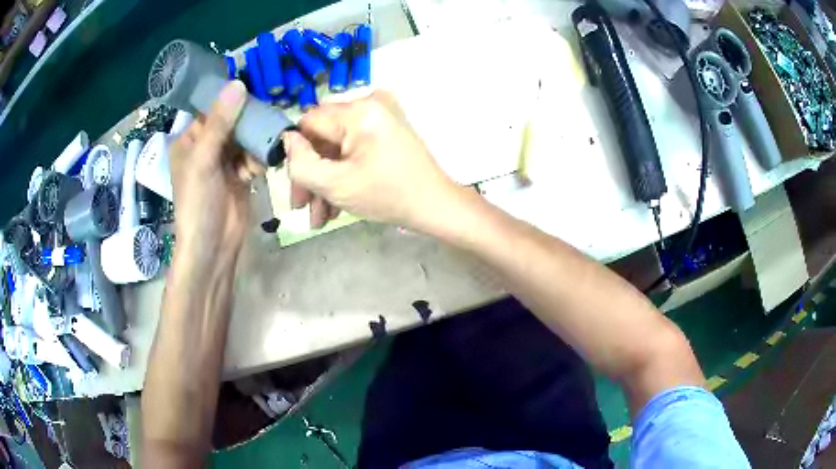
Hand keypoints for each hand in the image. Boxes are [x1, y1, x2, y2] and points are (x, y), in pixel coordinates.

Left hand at [169, 80, 261, 272]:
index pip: (212, 110)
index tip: (254, 94)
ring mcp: (223, 162)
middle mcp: (206, 148)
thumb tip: (238, 83)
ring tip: (260, 152)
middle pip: (232, 122)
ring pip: (245, 138)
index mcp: (189, 141)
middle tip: (265, 122)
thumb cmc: (198, 203)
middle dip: (248, 123)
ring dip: (255, 143)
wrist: (213, 246)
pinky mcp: (240, 176)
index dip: (232, 101)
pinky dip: (258, 160)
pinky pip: (253, 156)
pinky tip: (258, 170)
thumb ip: (220, 123)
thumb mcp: (204, 160)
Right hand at [286, 91, 461, 231]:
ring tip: (320, 216)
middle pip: (322, 137)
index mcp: (358, 111)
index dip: (295, 154)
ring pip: (336, 147)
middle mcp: (369, 104)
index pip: (308, 123)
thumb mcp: (335, 184)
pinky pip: (353, 148)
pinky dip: (343, 173)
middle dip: (310, 175)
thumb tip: (287, 141)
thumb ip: (301, 162)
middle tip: (302, 207)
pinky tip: (335, 205)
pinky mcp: (386, 130)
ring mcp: (380, 117)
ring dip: (324, 181)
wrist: (436, 207)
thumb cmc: (388, 196)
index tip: (294, 187)